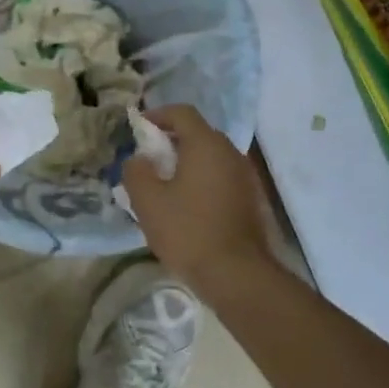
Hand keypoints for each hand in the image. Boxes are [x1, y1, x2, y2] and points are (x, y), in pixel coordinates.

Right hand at [123, 105, 274, 293]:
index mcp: (206, 144)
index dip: (158, 115)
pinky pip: (222, 177)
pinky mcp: (251, 198)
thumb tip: (139, 159)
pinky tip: (189, 205)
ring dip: (188, 163)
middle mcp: (230, 152)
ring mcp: (245, 176)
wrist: (238, 275)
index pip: (182, 112)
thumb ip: (136, 171)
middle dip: (171, 140)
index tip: (139, 129)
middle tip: (149, 160)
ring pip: (211, 157)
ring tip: (166, 185)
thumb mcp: (148, 201)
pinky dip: (203, 180)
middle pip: (198, 133)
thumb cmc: (189, 231)